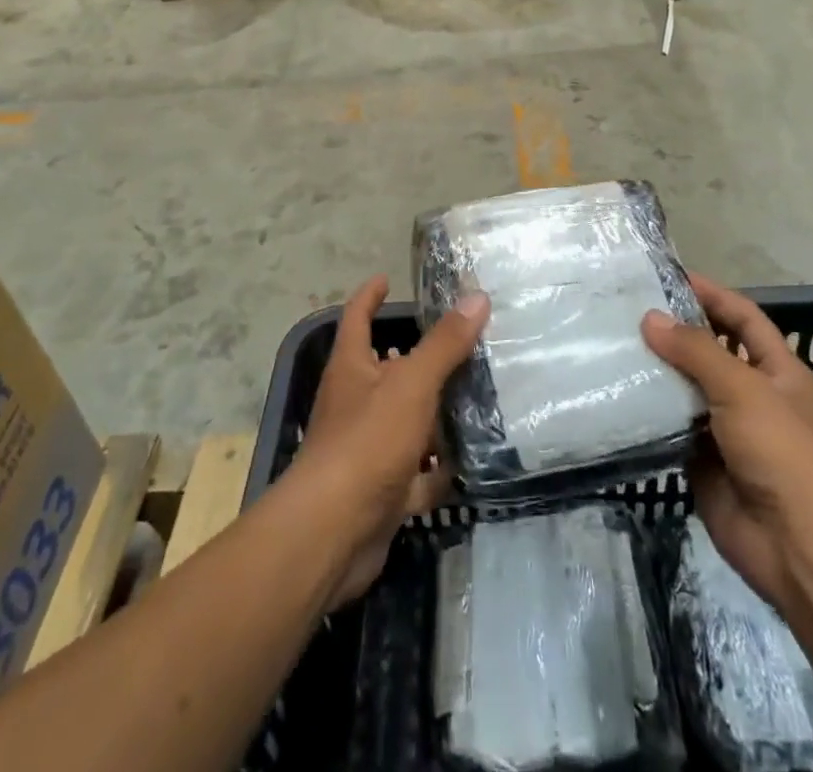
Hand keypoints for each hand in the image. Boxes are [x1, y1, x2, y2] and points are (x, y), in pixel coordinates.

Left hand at [294, 275, 489, 607]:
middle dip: (418, 360)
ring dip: (435, 416)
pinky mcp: (381, 490)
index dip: (369, 296)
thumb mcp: (411, 385)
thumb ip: (444, 345)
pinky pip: (416, 473)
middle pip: (387, 371)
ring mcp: (367, 449)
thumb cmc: (367, 442)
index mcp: (351, 369)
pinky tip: (471, 463)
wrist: (333, 533)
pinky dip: (438, 471)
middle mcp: (355, 403)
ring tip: (478, 398)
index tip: (385, 279)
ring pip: (406, 422)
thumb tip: (477, 297)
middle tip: (461, 343)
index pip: (357, 318)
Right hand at [642, 275, 812, 612]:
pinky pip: (672, 427)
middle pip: (710, 352)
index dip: (712, 294)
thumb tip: (650, 318)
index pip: (742, 318)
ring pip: (687, 389)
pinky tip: (617, 393)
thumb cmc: (782, 452)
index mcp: (777, 371)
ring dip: (657, 371)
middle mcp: (753, 395)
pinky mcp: (703, 461)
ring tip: (614, 345)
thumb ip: (696, 351)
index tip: (669, 277)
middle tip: (628, 310)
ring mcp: (727, 430)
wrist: (797, 548)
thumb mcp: (742, 389)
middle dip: (675, 332)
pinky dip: (649, 412)